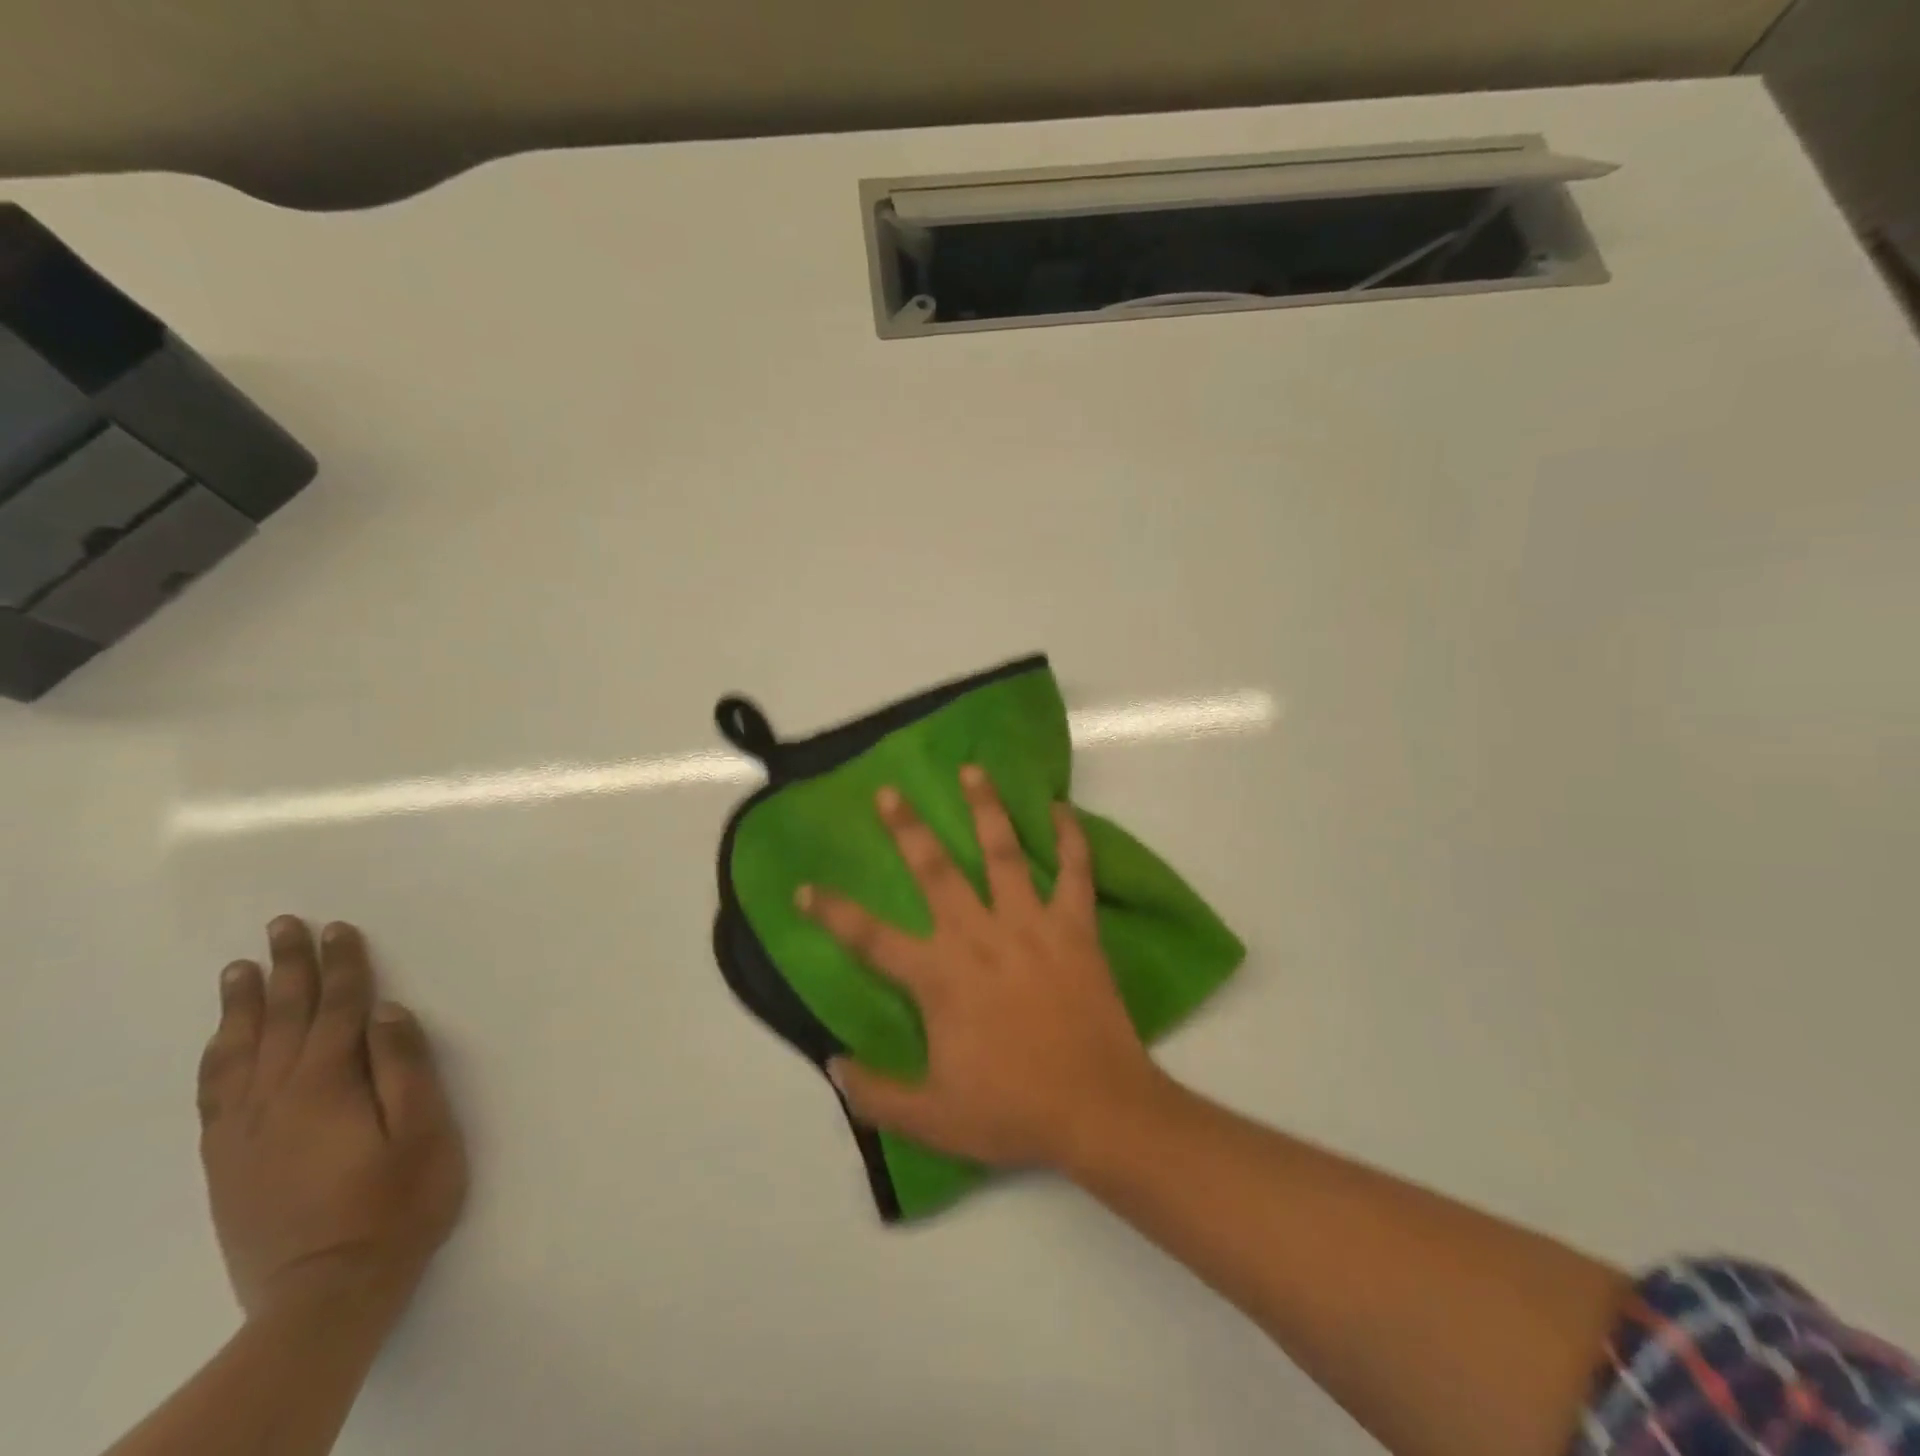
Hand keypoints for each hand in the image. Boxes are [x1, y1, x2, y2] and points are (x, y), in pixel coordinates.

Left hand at [196, 917, 467, 1320]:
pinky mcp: (228, 1163)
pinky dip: (217, 1057)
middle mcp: (275, 1101)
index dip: (342, 966)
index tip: (338, 928)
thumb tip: (385, 1012)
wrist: (323, 1296)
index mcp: (327, 1088)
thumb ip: (404, 1068)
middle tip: (282, 926)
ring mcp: (243, 1134)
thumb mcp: (424, 1133)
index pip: (337, 1010)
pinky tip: (222, 1043)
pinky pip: (214, 1094)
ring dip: (244, 1006)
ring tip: (240, 970)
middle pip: (283, 1021)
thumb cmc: (396, 1205)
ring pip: (239, 1053)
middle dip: (288, 969)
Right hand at [797, 766, 1167, 1170]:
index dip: (833, 912)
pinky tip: (1061, 809)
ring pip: (1003, 853)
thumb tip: (833, 1066)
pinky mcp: (1075, 927)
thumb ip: (877, 1094)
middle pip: (935, 871)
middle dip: (907, 829)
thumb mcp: (932, 1118)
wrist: (1097, 1110)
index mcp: (940, 976)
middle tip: (888, 792)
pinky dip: (1070, 838)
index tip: (805, 887)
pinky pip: (1075, 871)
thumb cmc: (1013, 1110)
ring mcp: (1030, 925)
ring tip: (972, 769)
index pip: (871, 938)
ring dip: (985, 808)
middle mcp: (979, 936)